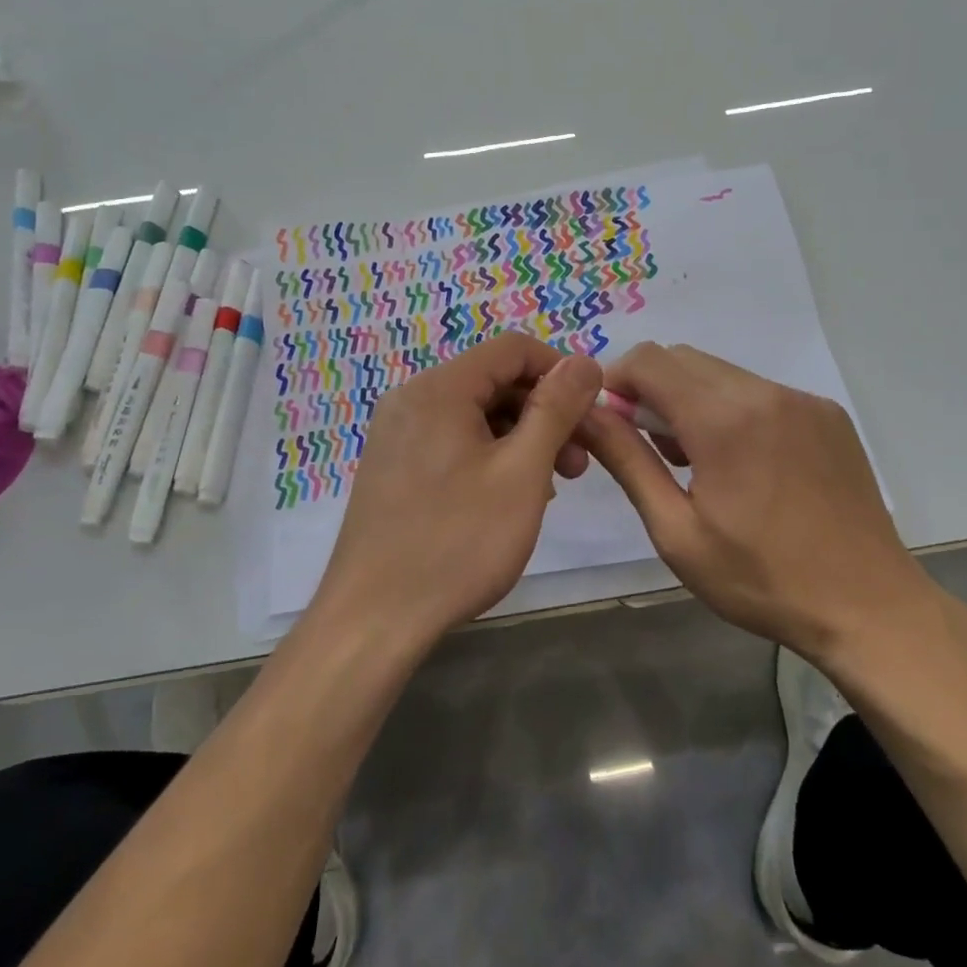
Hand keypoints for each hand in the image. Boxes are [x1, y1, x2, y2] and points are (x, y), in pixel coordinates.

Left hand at [309, 332, 603, 652]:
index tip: (593, 412)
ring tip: (550, 486)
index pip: (512, 348)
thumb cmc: (457, 542)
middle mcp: (412, 398)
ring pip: (475, 414)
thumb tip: (584, 361)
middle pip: (493, 381)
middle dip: (544, 412)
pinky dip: (490, 455)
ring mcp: (397, 433)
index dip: (560, 370)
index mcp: (440, 388)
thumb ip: (555, 409)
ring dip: (520, 438)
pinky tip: (510, 496)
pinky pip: (452, 440)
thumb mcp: (521, 472)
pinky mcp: (394, 465)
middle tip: (579, 463)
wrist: (374, 618)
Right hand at [579, 343, 934, 663]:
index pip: (649, 360)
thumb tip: (587, 414)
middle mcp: (765, 391)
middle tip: (651, 449)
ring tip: (696, 462)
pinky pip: (760, 391)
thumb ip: (627, 461)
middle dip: (651, 390)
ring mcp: (803, 399)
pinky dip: (732, 409)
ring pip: (722, 373)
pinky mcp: (827, 414)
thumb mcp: (676, 531)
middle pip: (683, 359)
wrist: (869, 608)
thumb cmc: (761, 580)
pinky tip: (742, 464)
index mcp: (724, 418)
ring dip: (691, 400)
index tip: (609, 421)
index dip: (616, 380)